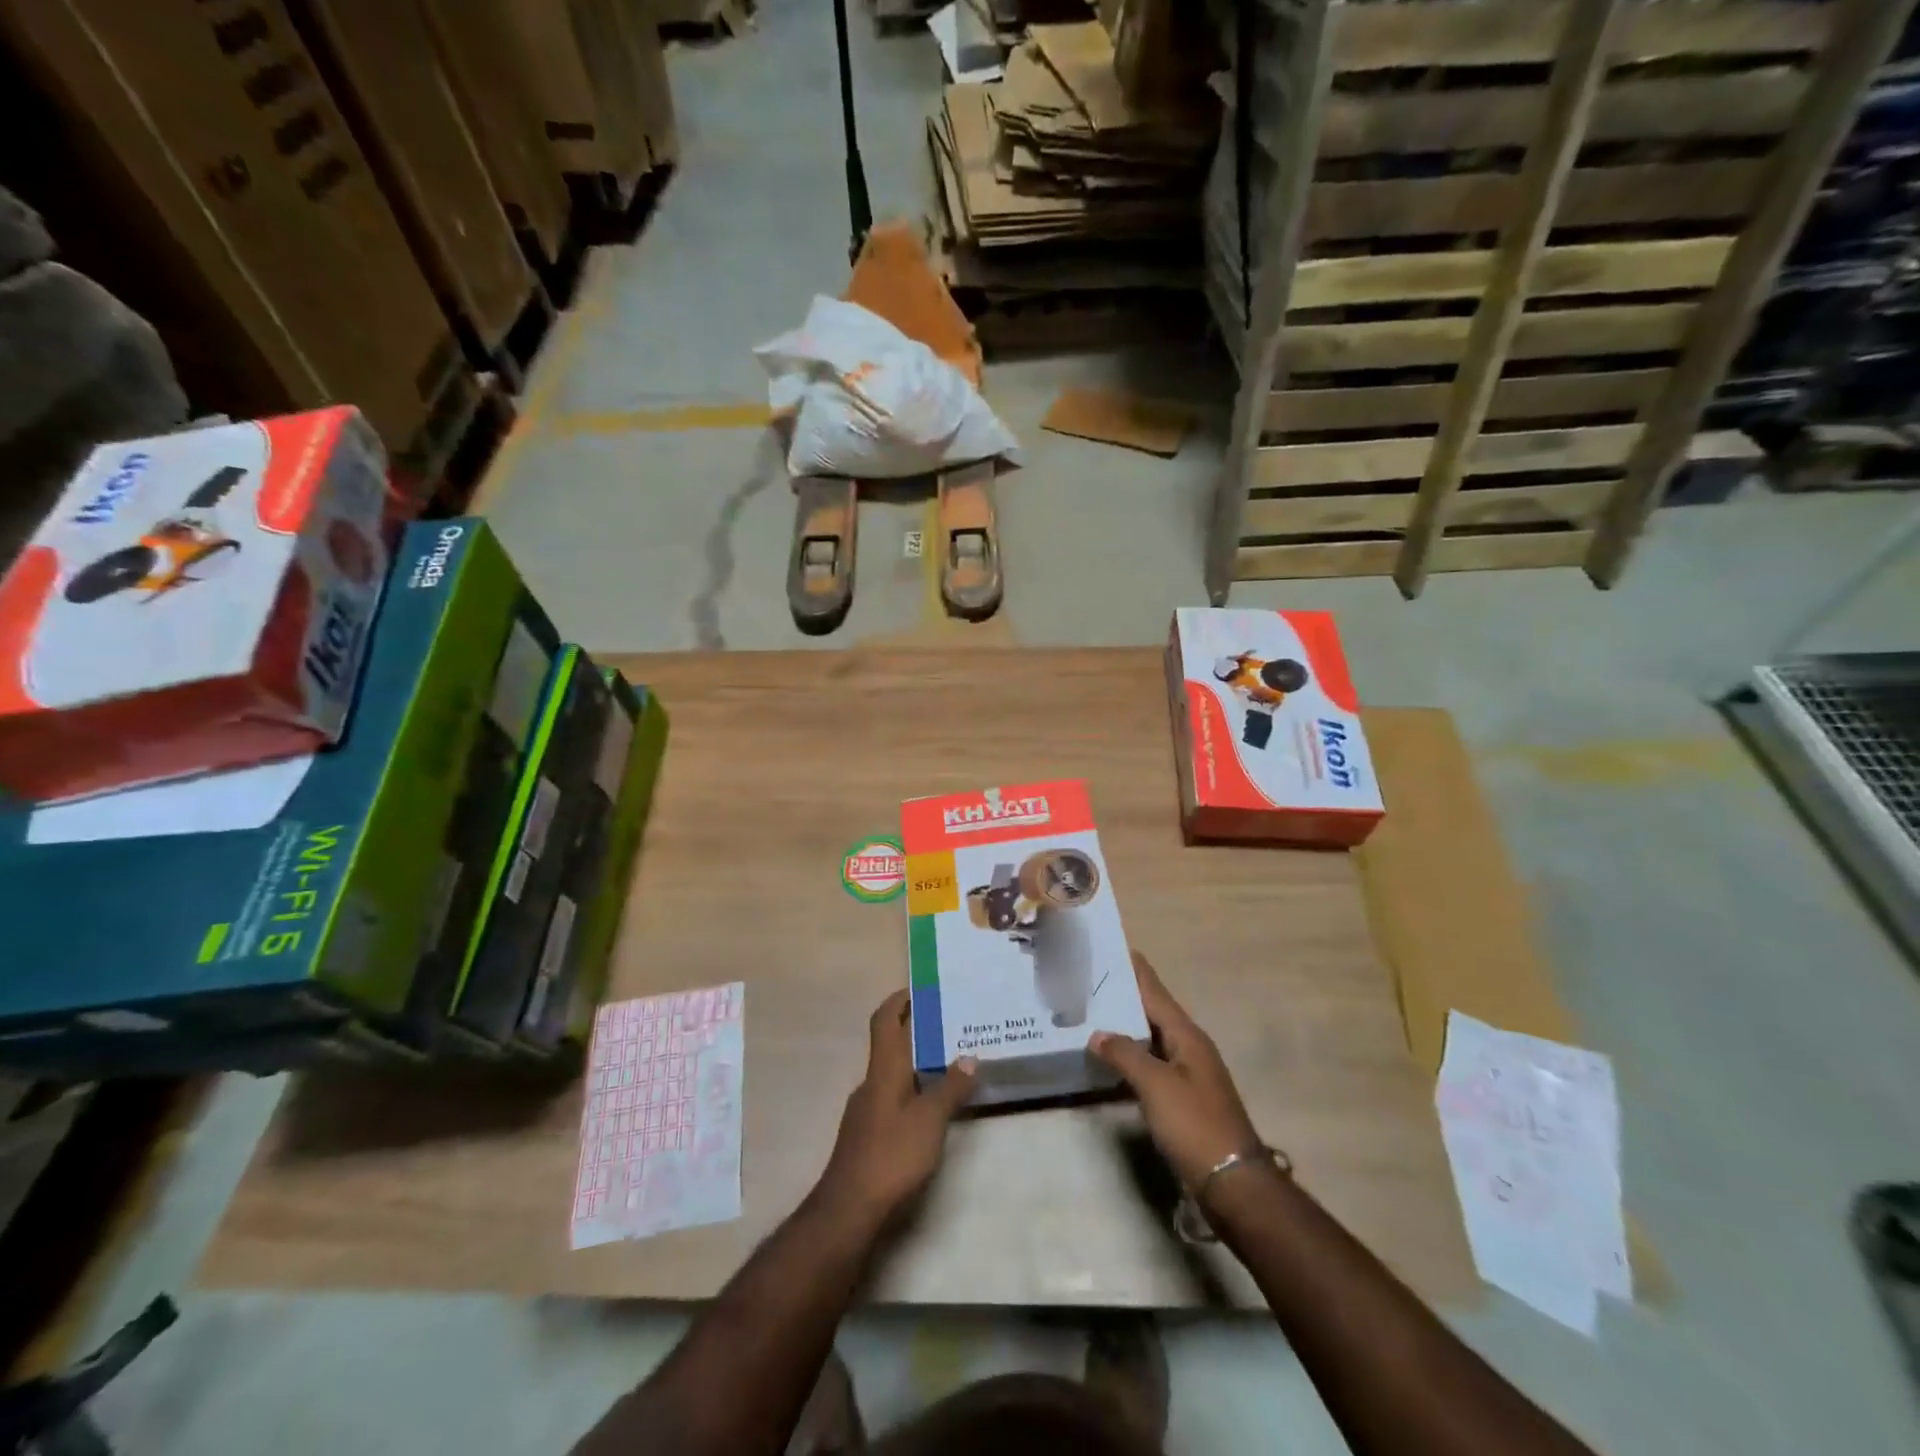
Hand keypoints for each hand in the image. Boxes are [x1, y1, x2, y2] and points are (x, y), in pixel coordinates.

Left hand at [816, 991, 976, 1231]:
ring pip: (892, 1075)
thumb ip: (951, 1087)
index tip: (919, 989)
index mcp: (883, 1070)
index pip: (885, 1021)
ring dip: (916, 1065)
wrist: (849, 1210)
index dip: (898, 1000)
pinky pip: (892, 1099)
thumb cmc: (891, 1155)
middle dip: (915, 1032)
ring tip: (949, 1065)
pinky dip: (912, 1092)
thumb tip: (970, 1056)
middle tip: (950, 1026)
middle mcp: (871, 1083)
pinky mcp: (867, 1136)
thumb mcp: (930, 1120)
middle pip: (890, 1046)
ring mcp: (866, 1111)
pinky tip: (931, 1109)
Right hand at [1090, 952, 1263, 1193]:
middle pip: (1152, 1011)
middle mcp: (1189, 1047)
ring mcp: (1187, 1073)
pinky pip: (1150, 1063)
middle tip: (1088, 980)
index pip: (1155, 991)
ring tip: (1090, 1013)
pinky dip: (1130, 1055)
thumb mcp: (1156, 1085)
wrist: (1233, 1182)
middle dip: (1123, 994)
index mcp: (1187, 1035)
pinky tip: (1109, 1059)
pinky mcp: (1182, 1098)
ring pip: (1150, 1038)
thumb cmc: (1195, 1125)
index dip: (1135, 969)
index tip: (1111, 946)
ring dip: (1124, 1025)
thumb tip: (1097, 1033)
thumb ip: (1125, 1054)